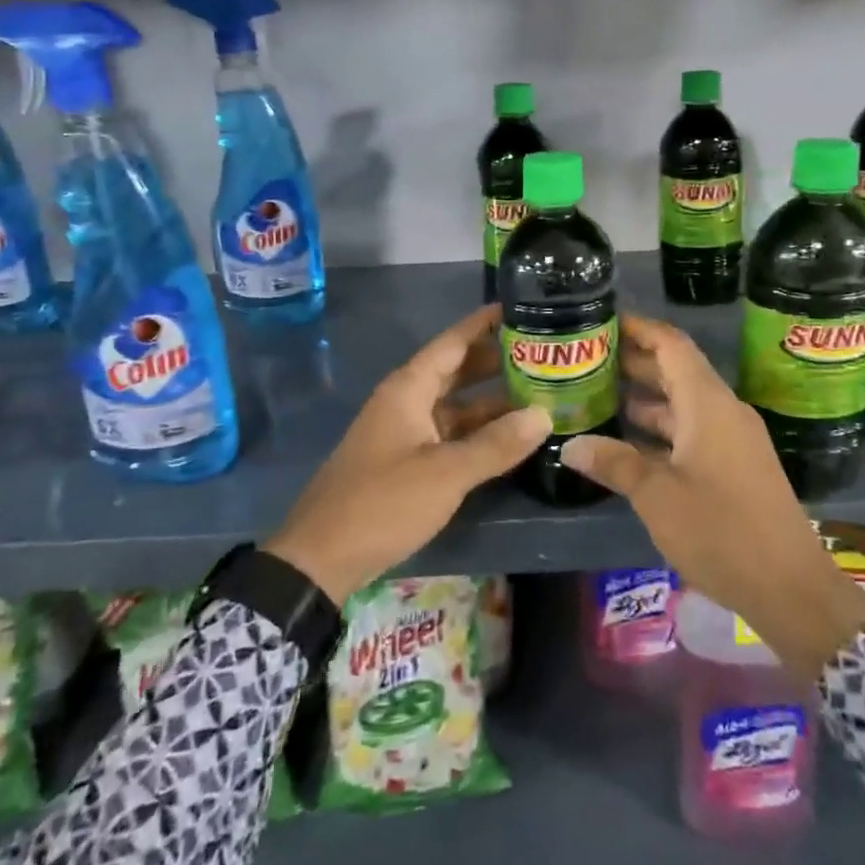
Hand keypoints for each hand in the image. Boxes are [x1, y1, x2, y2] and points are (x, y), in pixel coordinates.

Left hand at [265, 304, 549, 604]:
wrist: (320, 558)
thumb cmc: (382, 503)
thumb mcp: (445, 473)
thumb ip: (496, 444)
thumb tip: (544, 414)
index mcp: (408, 389)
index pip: (452, 342)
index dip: (484, 323)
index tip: (520, 306)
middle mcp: (406, 402)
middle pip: (456, 371)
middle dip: (495, 362)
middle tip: (542, 354)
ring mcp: (404, 433)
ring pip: (454, 406)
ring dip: (490, 402)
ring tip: (538, 395)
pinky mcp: (405, 462)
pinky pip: (448, 435)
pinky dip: (476, 433)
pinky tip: (508, 439)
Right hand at [559, 312, 864, 677]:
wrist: (790, 587)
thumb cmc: (720, 530)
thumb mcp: (657, 495)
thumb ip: (614, 463)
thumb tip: (570, 445)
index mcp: (708, 404)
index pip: (672, 345)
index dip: (640, 329)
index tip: (604, 320)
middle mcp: (723, 411)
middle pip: (677, 370)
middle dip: (635, 362)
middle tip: (590, 359)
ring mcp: (733, 439)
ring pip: (684, 403)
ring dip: (646, 397)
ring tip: (601, 396)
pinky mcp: (736, 465)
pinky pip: (694, 430)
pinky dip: (662, 428)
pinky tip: (630, 443)